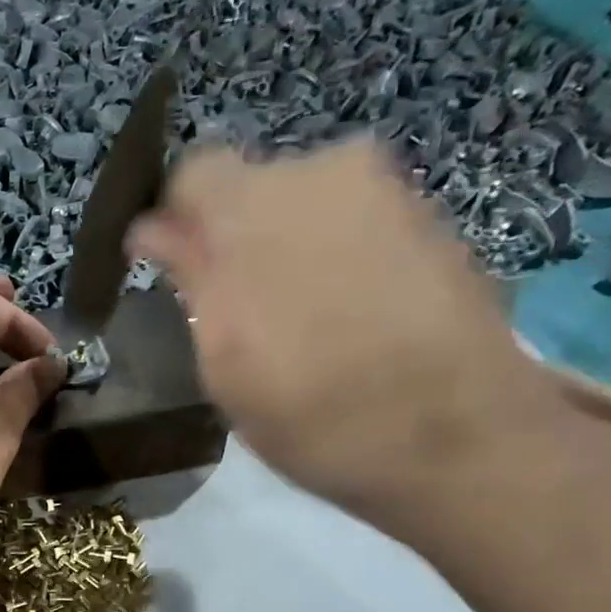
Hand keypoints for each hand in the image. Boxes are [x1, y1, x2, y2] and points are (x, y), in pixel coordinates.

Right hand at [128, 138, 574, 533]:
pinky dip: (333, 258)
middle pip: (253, 187)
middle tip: (235, 310)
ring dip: (285, 249)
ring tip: (296, 321)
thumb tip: (152, 229)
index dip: (173, 220)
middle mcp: (323, 172)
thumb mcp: (221, 359)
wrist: (459, 439)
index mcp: (255, 206)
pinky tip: (345, 318)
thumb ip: (187, 278)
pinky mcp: (431, 218)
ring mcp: (386, 191)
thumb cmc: (312, 413)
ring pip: (305, 206)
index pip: (191, 173)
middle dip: (232, 237)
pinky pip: (353, 223)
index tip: (171, 270)